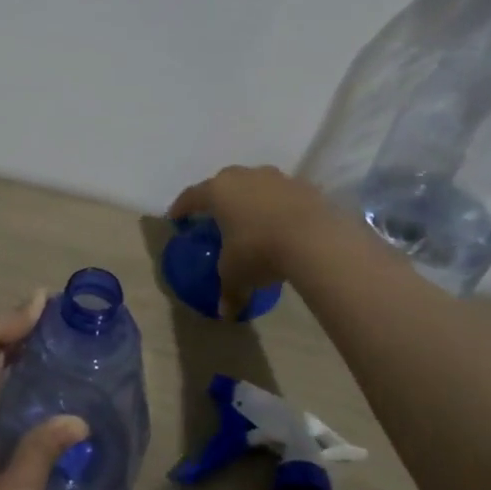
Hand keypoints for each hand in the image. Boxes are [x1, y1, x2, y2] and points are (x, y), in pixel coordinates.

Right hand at [167, 165, 339, 316]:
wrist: (314, 239)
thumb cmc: (259, 251)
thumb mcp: (236, 275)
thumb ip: (228, 290)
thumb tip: (225, 313)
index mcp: (218, 192)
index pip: (191, 196)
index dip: (181, 207)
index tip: (176, 217)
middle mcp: (243, 176)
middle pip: (224, 183)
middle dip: (219, 199)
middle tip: (217, 217)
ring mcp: (276, 177)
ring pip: (256, 185)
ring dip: (252, 199)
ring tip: (254, 221)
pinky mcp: (303, 186)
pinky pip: (283, 195)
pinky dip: (279, 207)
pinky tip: (284, 225)